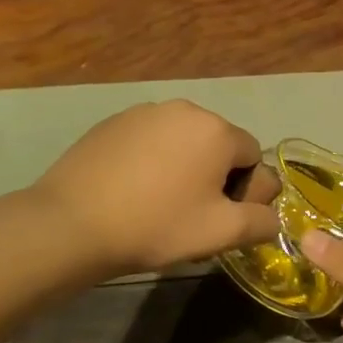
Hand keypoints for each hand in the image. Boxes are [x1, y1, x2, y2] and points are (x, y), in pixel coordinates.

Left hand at [33, 101, 280, 276]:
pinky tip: (132, 192)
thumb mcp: (221, 233)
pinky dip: (152, 162)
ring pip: (183, 142)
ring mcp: (143, 112)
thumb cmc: (156, 225)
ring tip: (160, 205)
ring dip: (184, 169)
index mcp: (216, 130)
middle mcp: (183, 109)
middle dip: (215, 177)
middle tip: (193, 216)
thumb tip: (271, 216)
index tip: (220, 219)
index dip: (245, 191)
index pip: (252, 156)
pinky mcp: (112, 123)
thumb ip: (261, 221)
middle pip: (218, 145)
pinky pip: (150, 141)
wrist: (72, 224)